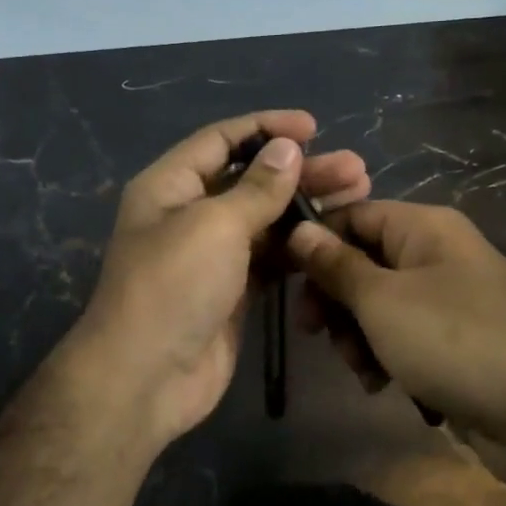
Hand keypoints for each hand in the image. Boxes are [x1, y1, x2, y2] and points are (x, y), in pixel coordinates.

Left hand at [70, 110, 371, 448]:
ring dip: (307, 208)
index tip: (314, 127)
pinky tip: (334, 239)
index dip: (266, 128)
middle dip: (300, 171)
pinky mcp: (233, 291)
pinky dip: (300, 247)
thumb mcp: (214, 225)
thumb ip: (256, 187)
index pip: (221, 140)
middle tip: (355, 169)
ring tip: (358, 196)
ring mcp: (212, 256)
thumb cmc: (174, 287)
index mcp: (170, 186)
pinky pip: (270, 258)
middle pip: (250, 180)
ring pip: (266, 220)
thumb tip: (286, 148)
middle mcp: (189, 214)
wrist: (146, 377)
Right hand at [287, 201, 505, 460]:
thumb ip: (336, 265)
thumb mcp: (382, 301)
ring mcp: (445, 298)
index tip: (281, 276)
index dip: (314, 242)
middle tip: (314, 330)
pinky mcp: (451, 340)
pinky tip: (380, 384)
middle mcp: (434, 254)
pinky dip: (383, 356)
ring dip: (355, 335)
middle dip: (334, 298)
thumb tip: (298, 229)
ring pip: (376, 304)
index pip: (351, 214)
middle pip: (361, 261)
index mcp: (423, 227)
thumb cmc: (454, 341)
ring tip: (360, 366)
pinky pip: (400, 335)